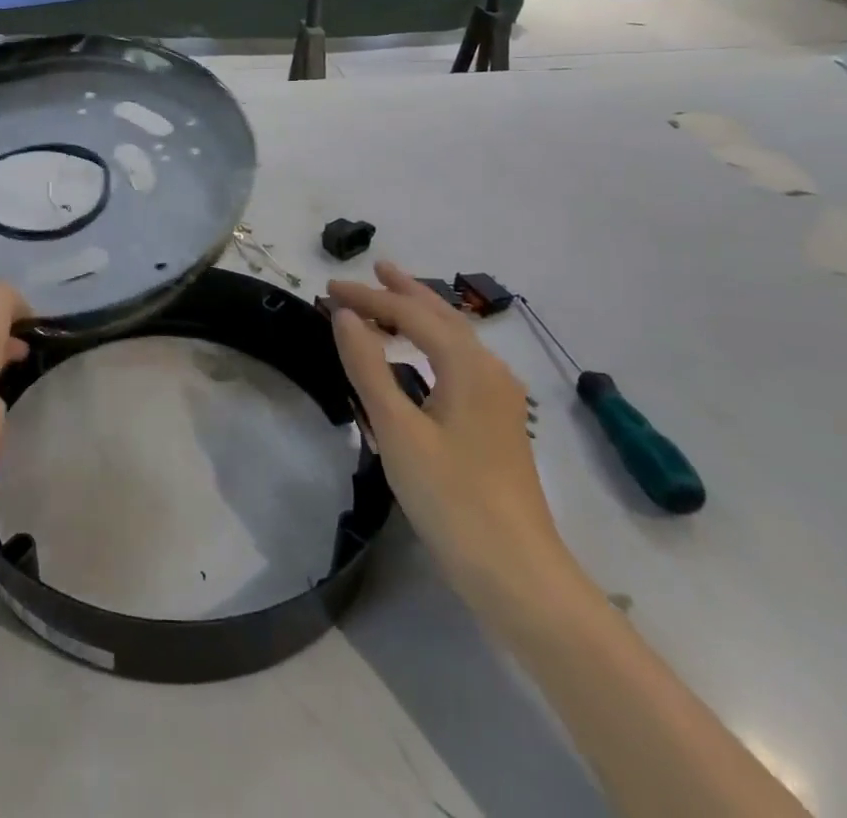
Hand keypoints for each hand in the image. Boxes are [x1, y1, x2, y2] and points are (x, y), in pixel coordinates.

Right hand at [328, 261, 584, 618]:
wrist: (519, 576)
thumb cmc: (452, 498)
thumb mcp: (398, 431)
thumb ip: (369, 368)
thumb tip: (344, 316)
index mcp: (468, 367)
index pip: (411, 314)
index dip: (368, 297)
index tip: (328, 289)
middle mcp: (490, 372)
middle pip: (443, 317)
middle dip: (405, 292)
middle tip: (374, 270)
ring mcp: (499, 400)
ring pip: (456, 340)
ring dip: (422, 316)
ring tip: (392, 302)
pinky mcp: (497, 425)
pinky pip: (460, 363)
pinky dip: (432, 345)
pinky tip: (421, 358)